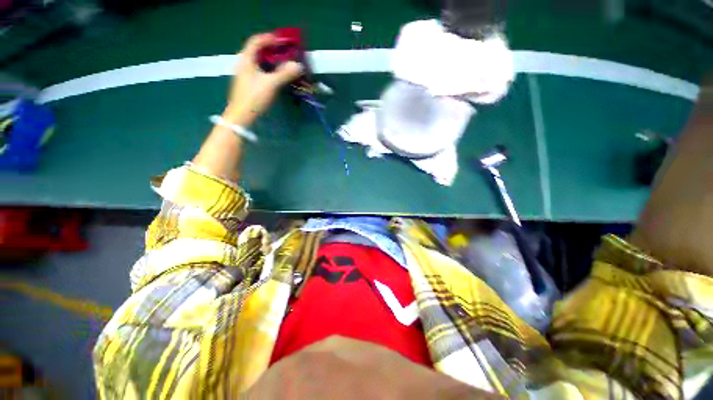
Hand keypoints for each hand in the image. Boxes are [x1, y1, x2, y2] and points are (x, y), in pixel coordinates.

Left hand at [223, 33, 303, 126]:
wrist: (241, 116)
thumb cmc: (254, 97)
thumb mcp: (271, 84)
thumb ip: (284, 74)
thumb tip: (298, 65)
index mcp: (246, 60)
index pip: (256, 41)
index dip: (268, 38)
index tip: (281, 40)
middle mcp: (243, 64)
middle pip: (257, 51)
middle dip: (271, 50)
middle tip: (284, 53)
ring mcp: (244, 75)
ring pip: (258, 62)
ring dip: (270, 61)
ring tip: (282, 64)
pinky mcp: (247, 85)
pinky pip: (258, 72)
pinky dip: (268, 70)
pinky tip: (275, 77)